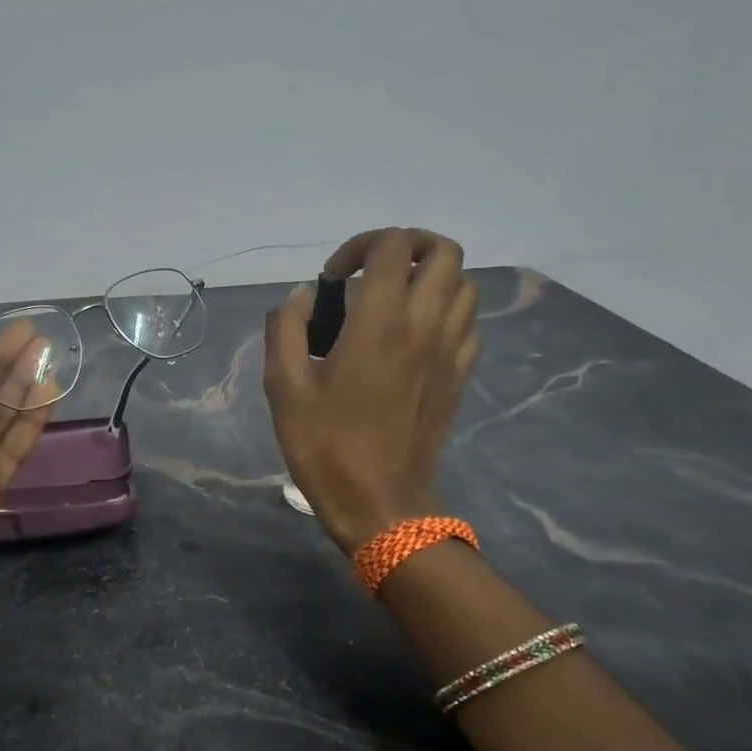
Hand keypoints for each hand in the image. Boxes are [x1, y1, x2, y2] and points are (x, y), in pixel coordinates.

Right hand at [263, 227, 479, 553]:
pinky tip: (415, 337)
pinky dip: (446, 313)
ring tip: (395, 302)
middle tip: (373, 273)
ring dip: (431, 278)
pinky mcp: (461, 376)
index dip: (359, 246)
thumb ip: (286, 328)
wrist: (380, 504)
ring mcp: (451, 351)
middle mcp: (426, 324)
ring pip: (464, 284)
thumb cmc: (326, 446)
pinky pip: (468, 324)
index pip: (391, 245)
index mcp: (380, 321)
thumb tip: (302, 299)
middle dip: (407, 246)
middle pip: (444, 251)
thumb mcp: (283, 387)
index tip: (334, 280)